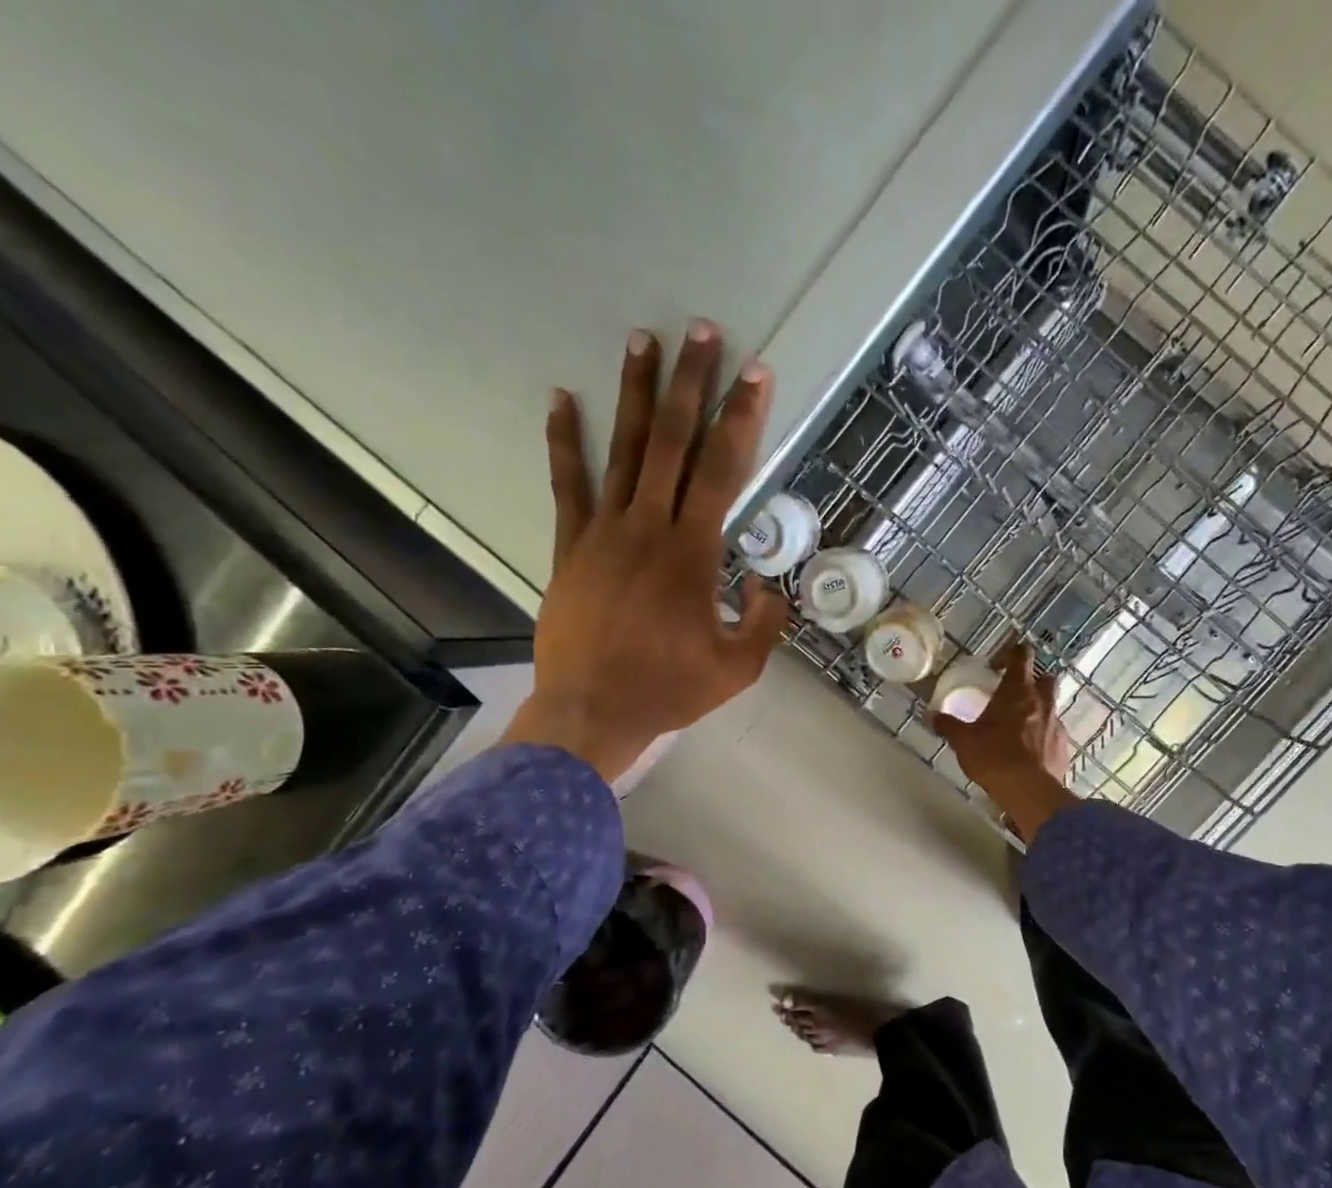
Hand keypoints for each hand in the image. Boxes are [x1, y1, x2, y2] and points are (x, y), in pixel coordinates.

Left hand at [502, 322, 788, 782]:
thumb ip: (764, 623)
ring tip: (642, 340)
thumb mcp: (738, 668)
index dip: (742, 420)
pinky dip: (565, 442)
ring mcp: (604, 532)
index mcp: (693, 553)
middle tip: (702, 332)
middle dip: (692, 384)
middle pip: (674, 443)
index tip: (756, 374)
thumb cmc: (670, 690)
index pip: (724, 471)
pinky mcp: (571, 547)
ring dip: (636, 394)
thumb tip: (769, 587)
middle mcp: (649, 527)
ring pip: (624, 451)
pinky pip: (567, 486)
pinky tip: (562, 399)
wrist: (593, 711)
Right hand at [933, 640, 1078, 842]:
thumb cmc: (993, 756)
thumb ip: (948, 725)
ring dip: (1039, 710)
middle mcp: (1041, 702)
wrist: (1028, 791)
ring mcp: (1056, 724)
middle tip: (1015, 694)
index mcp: (1017, 691)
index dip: (1012, 653)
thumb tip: (932, 716)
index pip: (1021, 656)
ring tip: (1020, 727)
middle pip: (1046, 678)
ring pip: (1052, 707)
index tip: (998, 664)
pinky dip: (1044, 737)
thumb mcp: (963, 741)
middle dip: (1033, 681)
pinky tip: (1030, 753)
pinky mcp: (1063, 748)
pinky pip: (1055, 734)